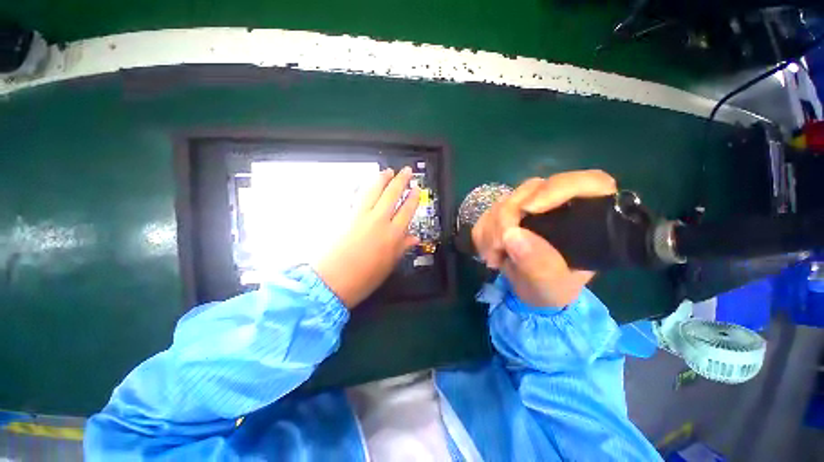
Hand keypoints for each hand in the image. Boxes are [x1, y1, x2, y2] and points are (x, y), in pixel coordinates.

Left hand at [314, 167, 419, 307]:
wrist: (332, 281)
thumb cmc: (364, 278)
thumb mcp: (389, 265)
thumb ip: (402, 248)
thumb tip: (414, 238)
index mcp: (393, 235)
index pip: (407, 210)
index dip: (413, 198)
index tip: (416, 189)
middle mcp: (379, 221)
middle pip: (392, 194)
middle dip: (401, 180)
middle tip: (406, 170)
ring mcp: (361, 216)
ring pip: (374, 191)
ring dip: (382, 179)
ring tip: (388, 171)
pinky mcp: (346, 216)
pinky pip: (358, 197)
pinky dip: (364, 188)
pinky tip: (367, 185)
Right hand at [472, 170, 616, 306]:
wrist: (530, 291)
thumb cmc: (551, 289)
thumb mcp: (551, 286)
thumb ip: (539, 265)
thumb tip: (512, 235)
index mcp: (587, 219)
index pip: (587, 183)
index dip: (557, 188)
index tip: (528, 209)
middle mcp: (559, 205)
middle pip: (533, 189)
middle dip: (508, 216)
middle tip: (499, 246)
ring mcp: (530, 207)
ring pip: (505, 200)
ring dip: (491, 228)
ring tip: (494, 257)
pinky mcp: (508, 213)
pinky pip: (488, 212)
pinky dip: (482, 232)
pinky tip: (489, 252)